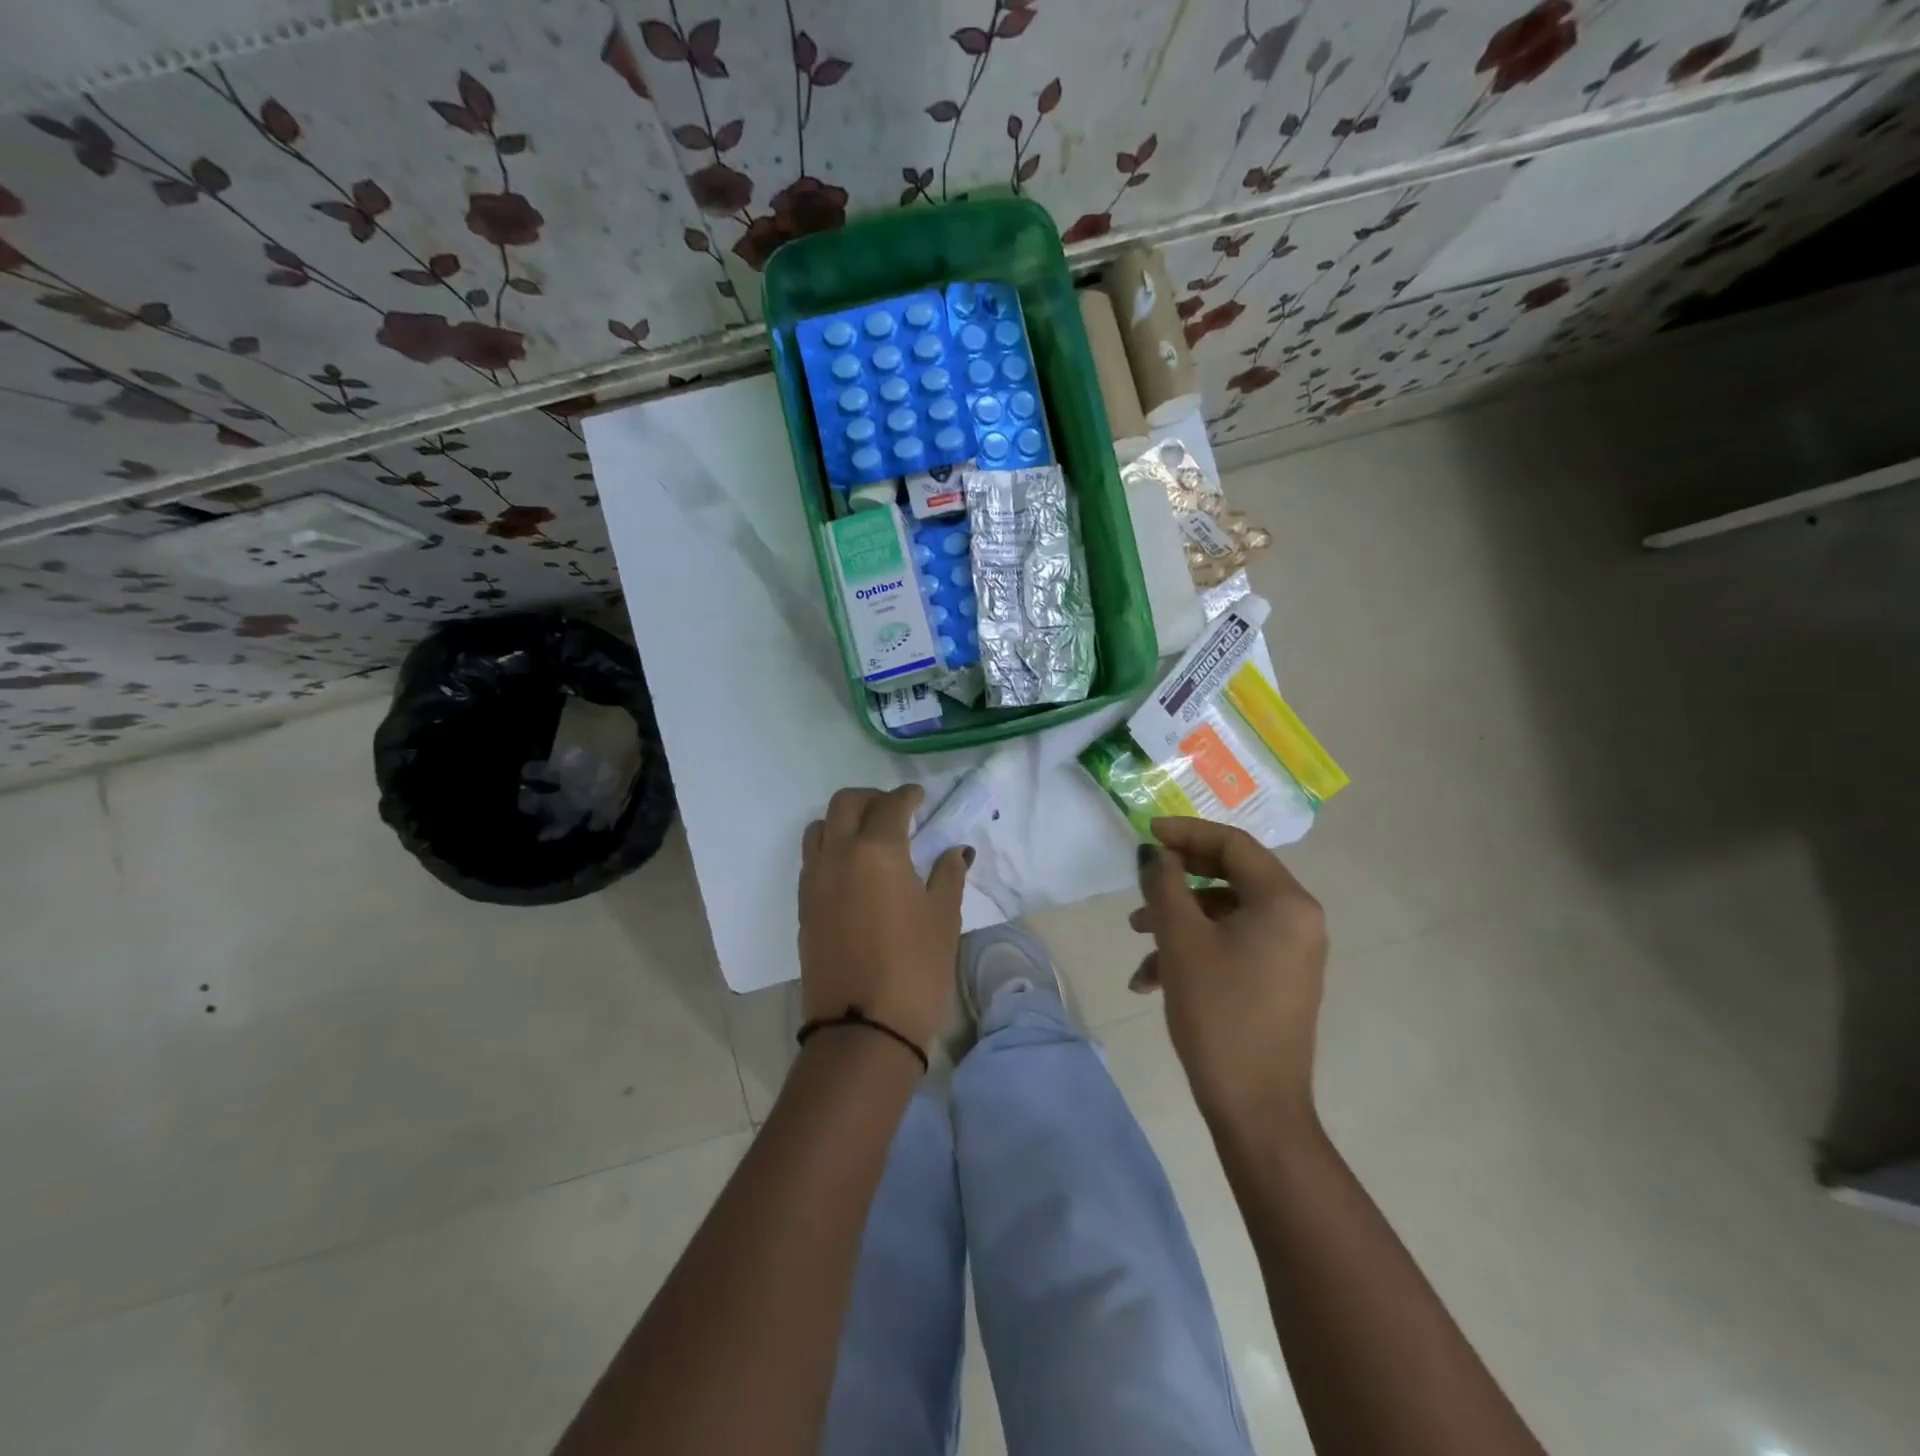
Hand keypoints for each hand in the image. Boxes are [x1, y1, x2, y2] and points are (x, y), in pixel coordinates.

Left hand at [798, 785, 971, 1053]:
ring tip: (869, 837)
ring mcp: (814, 881)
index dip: (908, 796)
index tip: (920, 797)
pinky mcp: (804, 907)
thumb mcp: (943, 918)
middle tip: (895, 810)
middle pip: (845, 804)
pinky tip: (853, 870)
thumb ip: (948, 875)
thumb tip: (954, 851)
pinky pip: (812, 859)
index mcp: (877, 850)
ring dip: (843, 820)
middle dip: (871, 798)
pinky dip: (830, 848)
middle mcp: (838, 855)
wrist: (863, 1029)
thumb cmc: (915, 969)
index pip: (891, 805)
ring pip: (819, 828)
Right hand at [1130, 817, 1327, 1131]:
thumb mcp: (1181, 941)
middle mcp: (1297, 919)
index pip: (1234, 845)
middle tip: (1141, 884)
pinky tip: (1151, 980)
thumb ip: (1166, 885)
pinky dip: (1193, 949)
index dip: (1187, 833)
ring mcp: (1290, 951)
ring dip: (1179, 919)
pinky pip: (1232, 944)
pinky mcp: (1277, 978)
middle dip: (1179, 880)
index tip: (1147, 835)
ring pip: (1225, 913)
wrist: (1256, 1107)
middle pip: (1230, 876)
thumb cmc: (1219, 1013)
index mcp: (1285, 902)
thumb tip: (1155, 852)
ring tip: (1137, 939)